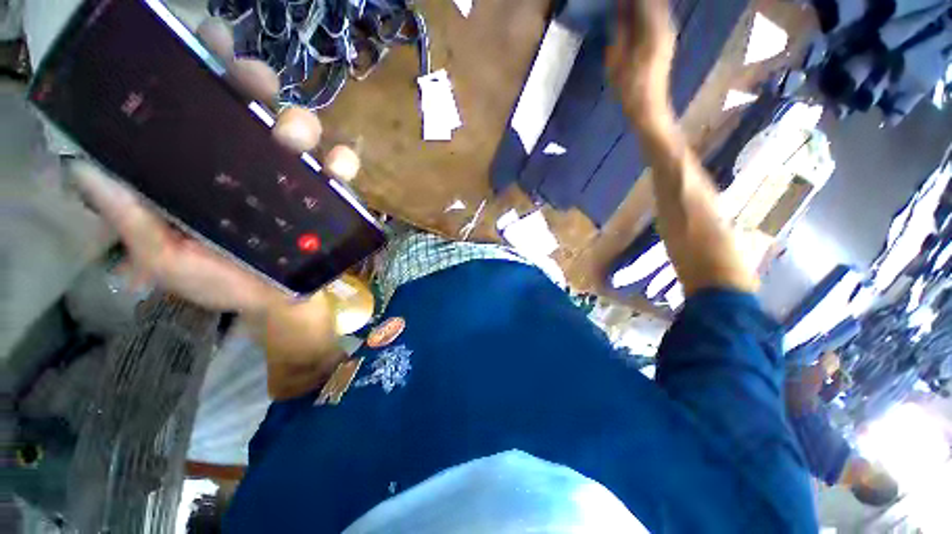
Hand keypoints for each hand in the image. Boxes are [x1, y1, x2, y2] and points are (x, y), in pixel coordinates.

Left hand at [71, 19, 360, 315]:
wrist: (276, 304)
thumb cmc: (219, 281)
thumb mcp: (164, 255)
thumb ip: (130, 219)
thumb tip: (84, 170)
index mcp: (208, 160)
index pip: (205, 97)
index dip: (207, 60)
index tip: (210, 38)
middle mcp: (253, 156)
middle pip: (259, 99)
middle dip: (256, 81)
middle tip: (254, 86)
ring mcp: (295, 175)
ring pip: (304, 128)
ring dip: (302, 123)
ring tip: (294, 142)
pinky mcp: (329, 197)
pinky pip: (342, 169)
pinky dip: (344, 162)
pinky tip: (338, 170)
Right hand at [606, 0, 676, 124]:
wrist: (649, 108)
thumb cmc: (629, 89)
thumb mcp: (616, 62)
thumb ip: (619, 32)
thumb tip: (619, 10)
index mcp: (653, 29)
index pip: (644, 1)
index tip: (617, 0)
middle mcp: (665, 25)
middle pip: (655, 2)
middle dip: (637, 2)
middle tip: (620, 4)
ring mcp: (668, 33)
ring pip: (657, 7)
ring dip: (642, 6)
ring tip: (625, 9)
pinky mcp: (666, 41)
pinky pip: (658, 16)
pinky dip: (646, 12)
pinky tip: (634, 17)